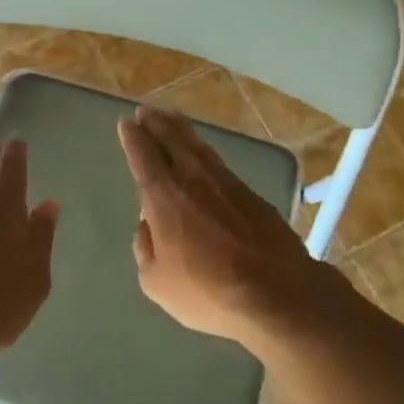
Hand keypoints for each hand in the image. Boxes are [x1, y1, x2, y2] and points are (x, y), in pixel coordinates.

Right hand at [117, 107, 331, 344]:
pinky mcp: (251, 194)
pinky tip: (204, 153)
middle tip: (147, 111)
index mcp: (164, 198)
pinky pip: (219, 163)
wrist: (276, 292)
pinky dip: (205, 151)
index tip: (127, 124)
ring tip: (172, 118)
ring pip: (198, 147)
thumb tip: (147, 226)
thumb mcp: (157, 282)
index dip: (134, 139)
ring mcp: (226, 184)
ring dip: (182, 130)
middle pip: (172, 142)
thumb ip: (145, 248)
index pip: (144, 157)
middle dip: (157, 125)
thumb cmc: (207, 291)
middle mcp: (193, 180)